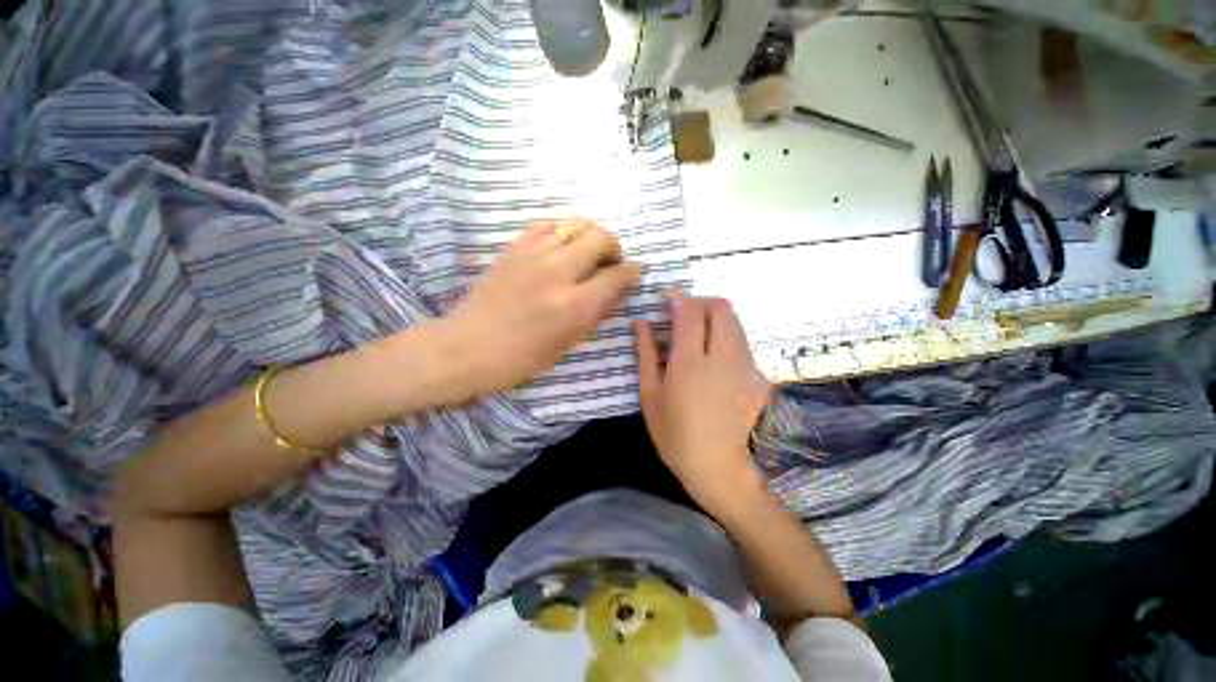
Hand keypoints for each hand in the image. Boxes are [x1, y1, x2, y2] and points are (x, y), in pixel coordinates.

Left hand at [439, 218, 640, 399]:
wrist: (466, 347)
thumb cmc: (519, 359)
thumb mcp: (565, 345)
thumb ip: (593, 315)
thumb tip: (614, 293)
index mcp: (574, 305)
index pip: (616, 276)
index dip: (632, 272)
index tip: (635, 272)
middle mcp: (558, 273)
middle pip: (600, 238)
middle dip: (614, 246)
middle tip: (611, 261)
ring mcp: (533, 256)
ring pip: (575, 224)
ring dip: (591, 234)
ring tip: (590, 250)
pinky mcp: (513, 249)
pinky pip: (545, 224)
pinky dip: (563, 228)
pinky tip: (564, 240)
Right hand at [634, 293, 771, 513]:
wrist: (717, 467)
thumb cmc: (674, 434)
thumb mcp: (650, 394)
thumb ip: (646, 354)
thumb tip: (641, 323)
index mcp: (690, 361)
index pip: (690, 311)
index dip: (678, 298)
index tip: (666, 298)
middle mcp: (722, 356)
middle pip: (721, 308)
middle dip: (701, 302)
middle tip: (683, 314)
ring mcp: (744, 366)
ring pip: (735, 322)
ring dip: (715, 317)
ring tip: (697, 333)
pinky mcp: (756, 376)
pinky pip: (742, 342)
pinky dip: (726, 336)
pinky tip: (712, 356)